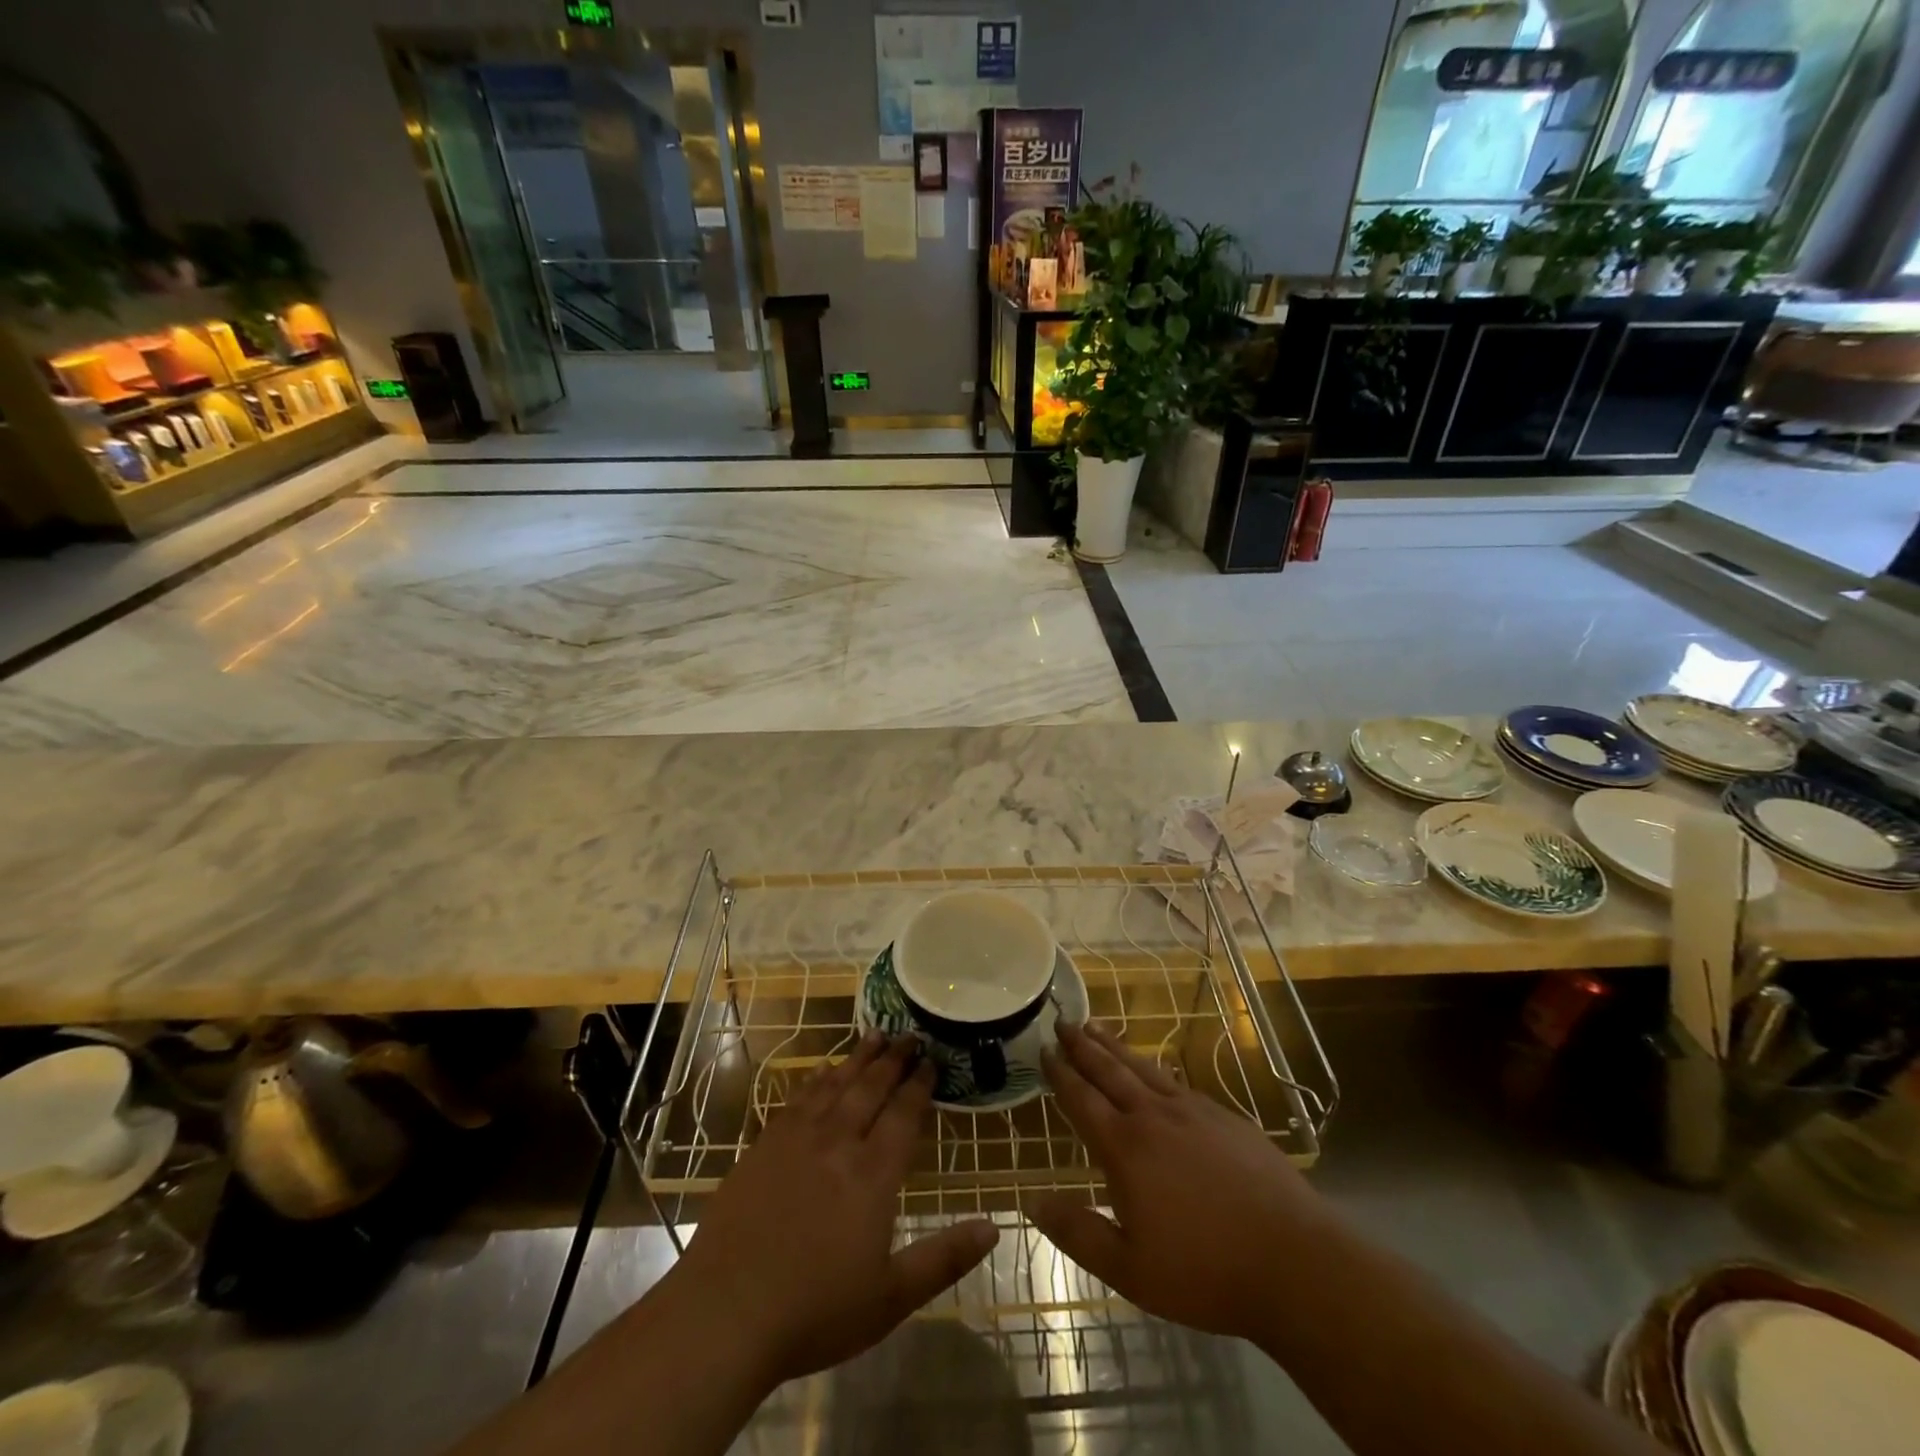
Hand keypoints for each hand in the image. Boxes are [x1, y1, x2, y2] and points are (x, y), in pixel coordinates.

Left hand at [661, 1031, 997, 1389]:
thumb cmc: (815, 1310)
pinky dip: (814, 1079)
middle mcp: (838, 1143)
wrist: (726, 1312)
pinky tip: (821, 1070)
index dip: (919, 1085)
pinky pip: (797, 1099)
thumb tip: (994, 1226)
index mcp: (873, 1174)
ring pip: (835, 1086)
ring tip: (874, 1036)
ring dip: (857, 1059)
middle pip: (871, 1089)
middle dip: (893, 1060)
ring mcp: (797, 1140)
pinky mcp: (763, 1147)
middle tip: (908, 1034)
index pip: (903, 1115)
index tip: (932, 1059)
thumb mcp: (892, 1297)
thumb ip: (944, 1258)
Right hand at [1031, 1021, 1326, 1343]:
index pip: (1082, 1099)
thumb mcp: (1130, 1270)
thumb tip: (1032, 1201)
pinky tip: (1155, 1071)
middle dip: (1083, 1045)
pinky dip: (1154, 1068)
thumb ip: (1078, 1233)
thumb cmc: (1205, 1271)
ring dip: (1116, 1046)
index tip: (1045, 1048)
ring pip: (1144, 1068)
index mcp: (1125, 1147)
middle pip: (1110, 1070)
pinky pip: (1177, 1082)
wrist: (1294, 1262)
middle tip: (1063, 1021)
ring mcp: (1194, 1112)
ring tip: (1096, 1027)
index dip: (1061, 1073)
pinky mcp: (1226, 1118)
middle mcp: (1155, 1116)